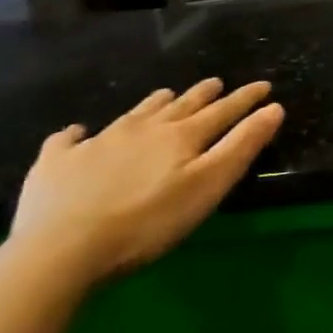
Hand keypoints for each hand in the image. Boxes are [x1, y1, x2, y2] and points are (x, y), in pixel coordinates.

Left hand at [6, 78, 284, 287]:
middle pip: (180, 105)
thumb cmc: (148, 222)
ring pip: (134, 113)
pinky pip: (68, 140)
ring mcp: (98, 142)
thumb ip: (242, 146)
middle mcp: (143, 128)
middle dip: (203, 94)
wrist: (60, 250)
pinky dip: (77, 134)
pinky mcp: (57, 164)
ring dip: (154, 103)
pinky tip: (78, 133)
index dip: (246, 98)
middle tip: (216, 83)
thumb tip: (274, 108)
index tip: (264, 85)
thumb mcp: (208, 186)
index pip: (224, 110)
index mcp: (182, 136)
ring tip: (165, 95)